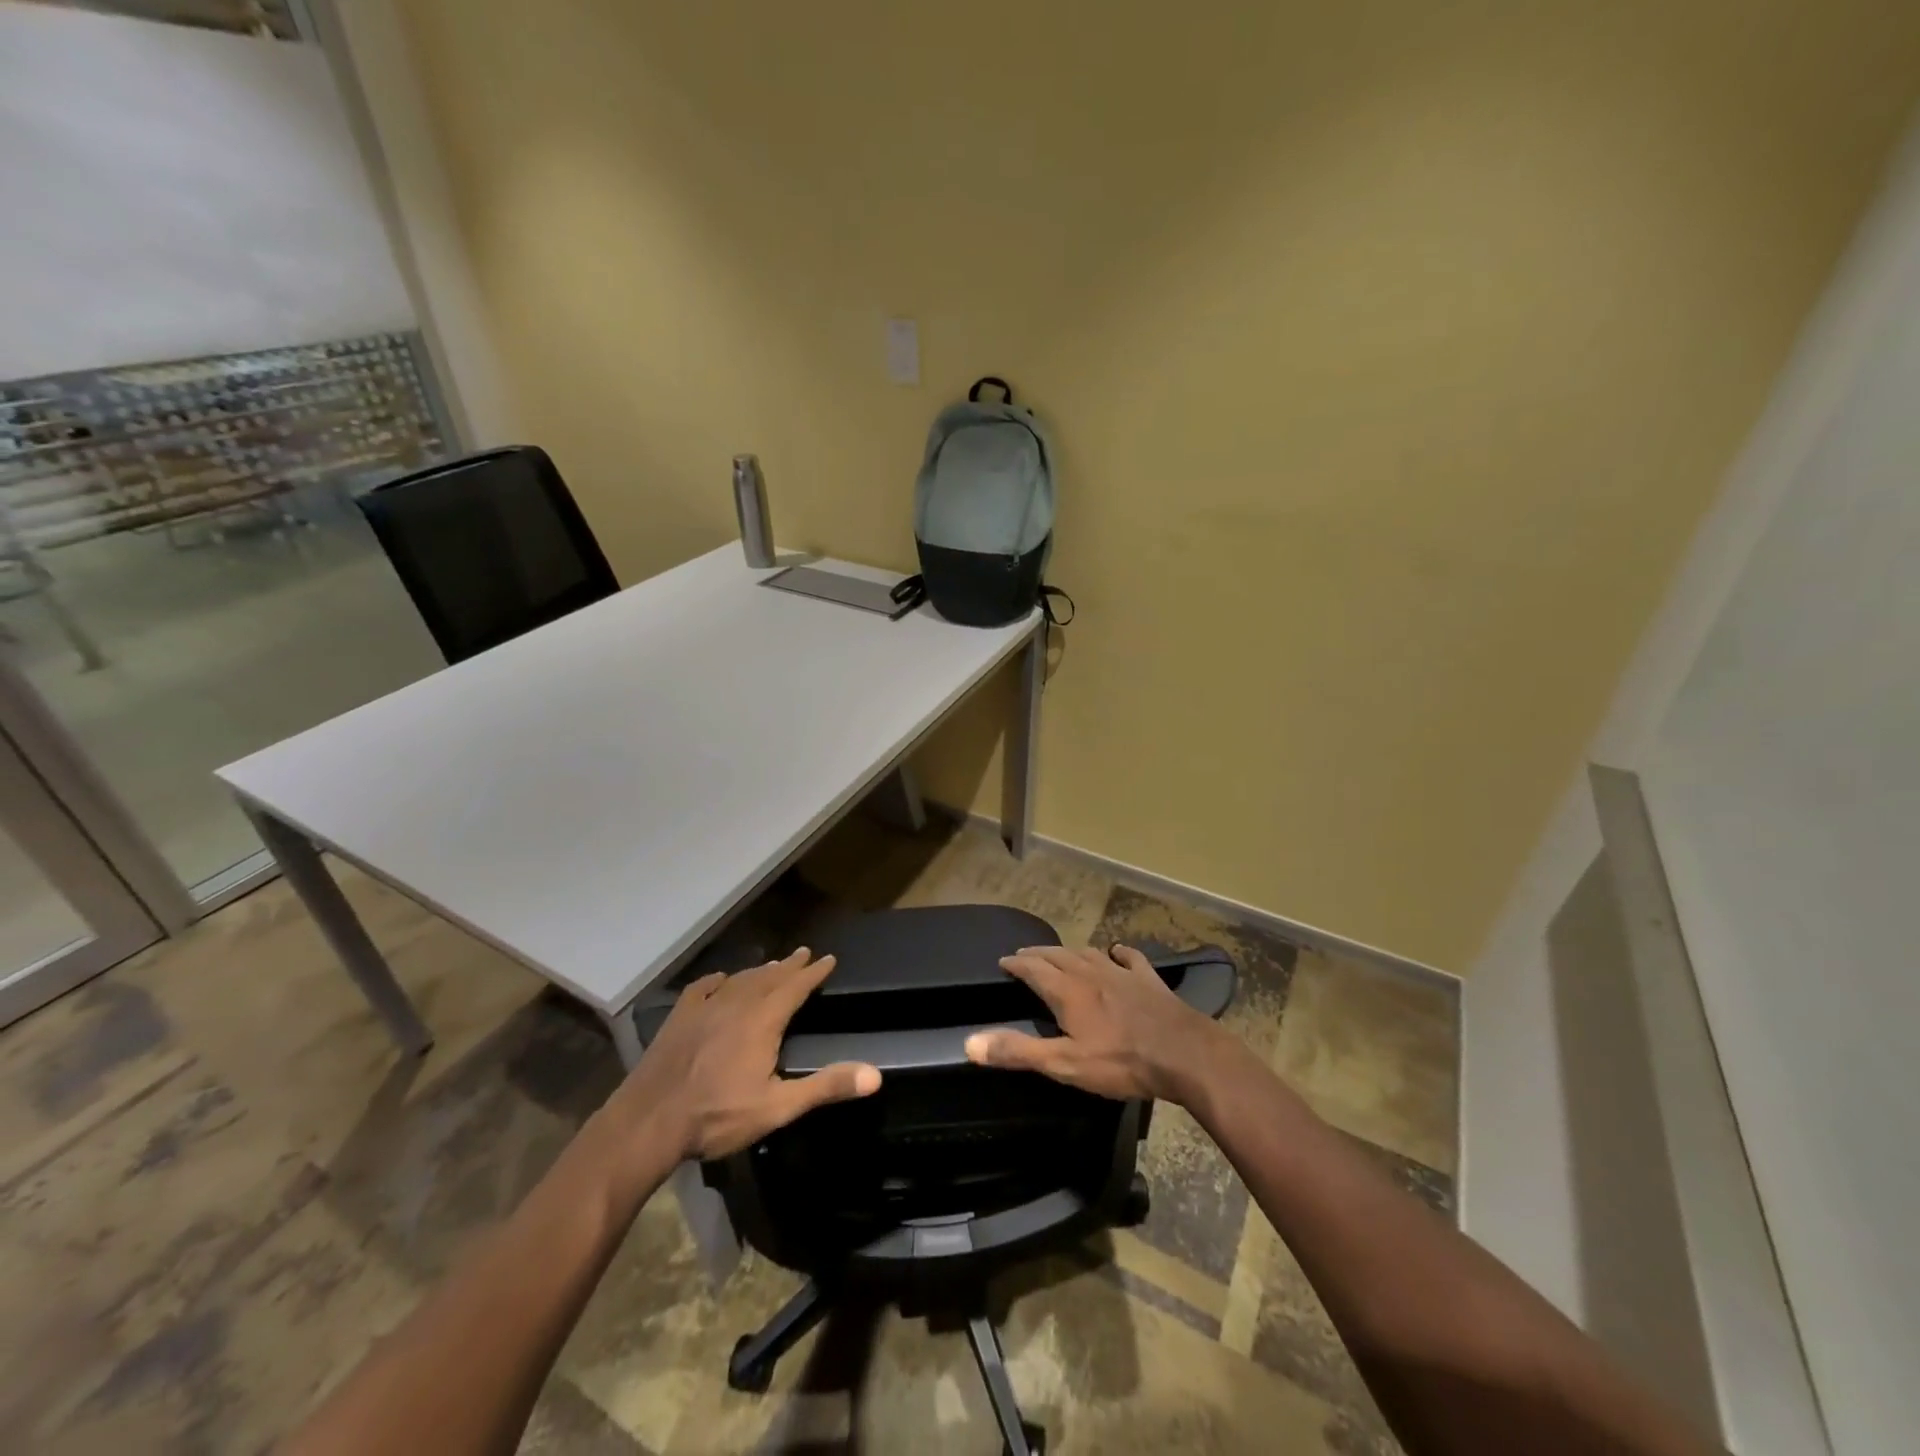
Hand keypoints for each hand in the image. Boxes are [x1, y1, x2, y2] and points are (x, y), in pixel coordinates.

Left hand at [612, 948, 881, 1162]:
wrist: (648, 1121)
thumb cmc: (716, 1116)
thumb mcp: (777, 1107)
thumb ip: (825, 1087)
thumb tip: (875, 1075)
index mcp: (763, 1020)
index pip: (796, 987)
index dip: (814, 972)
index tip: (829, 959)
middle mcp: (737, 1004)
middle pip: (769, 977)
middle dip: (790, 966)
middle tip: (804, 953)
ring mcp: (704, 1008)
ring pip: (740, 980)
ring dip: (760, 971)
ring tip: (772, 965)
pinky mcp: (679, 1018)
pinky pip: (703, 988)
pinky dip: (719, 980)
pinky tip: (721, 980)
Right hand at [963, 943, 1233, 1104]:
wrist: (1184, 1054)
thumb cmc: (1121, 1061)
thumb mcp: (1065, 1064)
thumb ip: (1019, 1052)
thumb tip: (970, 1043)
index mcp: (1067, 992)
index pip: (1033, 969)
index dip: (1017, 964)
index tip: (1004, 961)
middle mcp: (1090, 973)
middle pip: (1058, 956)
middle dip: (1038, 954)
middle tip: (1025, 955)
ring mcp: (1122, 973)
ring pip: (1088, 953)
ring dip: (1070, 952)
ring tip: (1060, 954)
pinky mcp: (1149, 980)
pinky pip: (1130, 958)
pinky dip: (1118, 952)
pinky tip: (1117, 951)